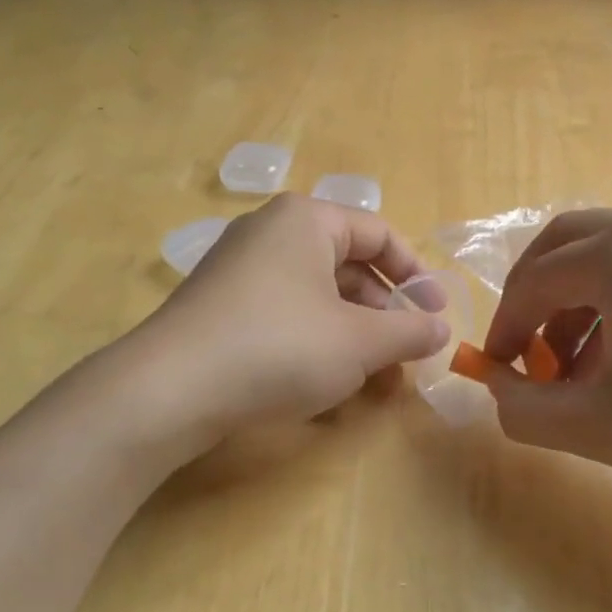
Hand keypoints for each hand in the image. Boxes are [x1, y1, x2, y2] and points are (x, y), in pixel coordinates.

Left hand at [129, 194, 449, 447]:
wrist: (170, 390)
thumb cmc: (280, 347)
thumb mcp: (360, 342)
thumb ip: (409, 332)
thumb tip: (441, 330)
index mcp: (306, 221)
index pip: (379, 233)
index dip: (415, 275)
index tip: (435, 315)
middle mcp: (270, 233)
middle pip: (347, 264)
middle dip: (383, 312)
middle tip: (405, 352)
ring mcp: (239, 270)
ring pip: (316, 294)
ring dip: (353, 332)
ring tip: (373, 377)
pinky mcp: (220, 307)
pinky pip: (284, 313)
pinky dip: (315, 340)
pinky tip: (325, 381)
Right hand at [481, 206, 611, 526]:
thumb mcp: (595, 427)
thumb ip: (524, 407)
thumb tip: (495, 389)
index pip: (535, 280)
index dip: (505, 326)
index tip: (496, 368)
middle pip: (566, 245)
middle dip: (534, 297)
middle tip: (525, 351)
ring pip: (607, 251)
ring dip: (575, 299)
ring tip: (575, 364)